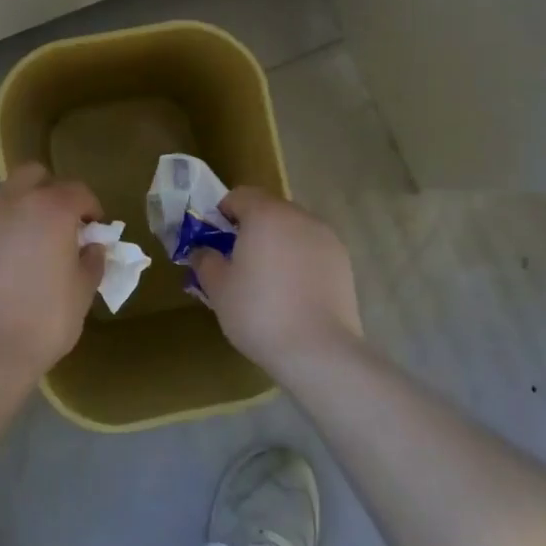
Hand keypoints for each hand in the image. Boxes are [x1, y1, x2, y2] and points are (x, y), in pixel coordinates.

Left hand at [0, 162, 104, 376]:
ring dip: (22, 208)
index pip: (78, 190)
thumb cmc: (44, 320)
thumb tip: (91, 248)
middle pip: (34, 175)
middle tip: (60, 223)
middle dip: (51, 190)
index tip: (94, 229)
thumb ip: (91, 262)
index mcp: (51, 208)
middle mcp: (14, 201)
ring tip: (29, 244)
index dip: (90, 208)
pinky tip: (4, 262)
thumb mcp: (82, 294)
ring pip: (6, 195)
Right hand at [192, 188, 361, 373]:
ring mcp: (325, 237)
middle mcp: (298, 216)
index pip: (239, 195)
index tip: (216, 240)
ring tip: (269, 278)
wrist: (319, 350)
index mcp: (265, 214)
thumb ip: (205, 260)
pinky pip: (312, 248)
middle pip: (268, 209)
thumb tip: (202, 250)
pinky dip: (300, 259)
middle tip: (239, 260)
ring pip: (293, 228)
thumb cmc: (259, 312)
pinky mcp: (343, 261)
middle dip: (251, 227)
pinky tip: (294, 291)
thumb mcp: (218, 288)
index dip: (223, 213)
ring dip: (277, 242)